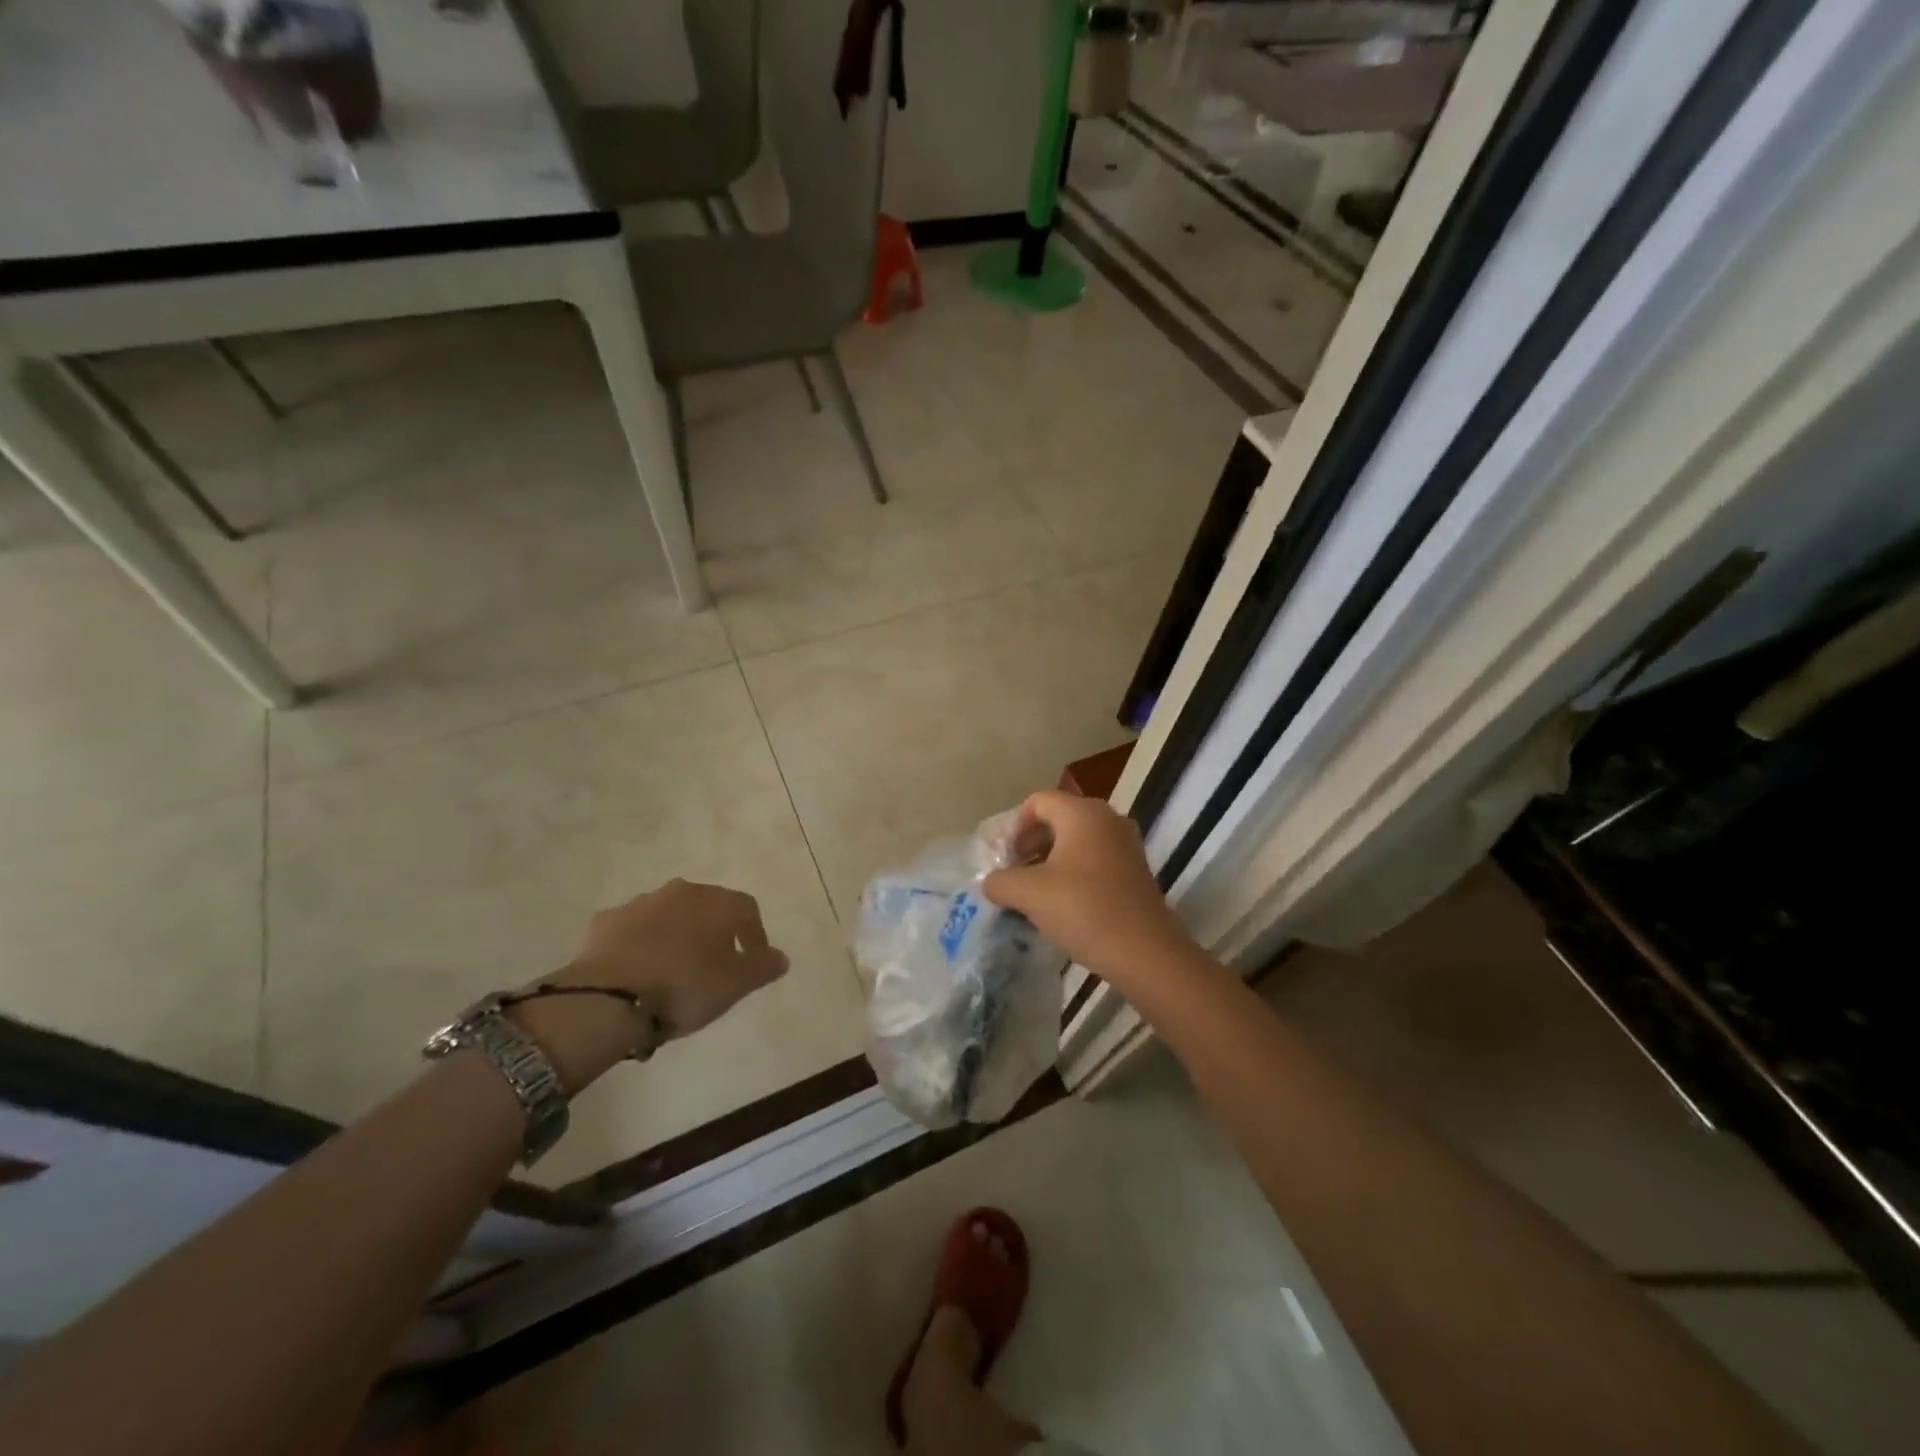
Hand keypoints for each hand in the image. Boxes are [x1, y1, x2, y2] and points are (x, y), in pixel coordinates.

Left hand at [510, 880, 789, 1091]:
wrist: (608, 998)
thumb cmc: (684, 987)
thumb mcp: (736, 985)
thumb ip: (763, 967)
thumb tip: (781, 957)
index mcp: (717, 902)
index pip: (748, 909)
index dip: (755, 934)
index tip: (754, 961)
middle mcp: (681, 892)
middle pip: (707, 907)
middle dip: (714, 931)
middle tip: (715, 963)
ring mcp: (640, 903)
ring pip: (668, 915)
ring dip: (676, 934)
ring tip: (674, 969)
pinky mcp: (605, 921)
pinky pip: (632, 929)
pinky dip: (640, 943)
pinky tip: (638, 970)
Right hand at [982, 791, 1197, 989]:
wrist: (1145, 953)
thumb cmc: (1083, 910)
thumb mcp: (1028, 894)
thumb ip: (1000, 881)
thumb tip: (992, 882)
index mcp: (1082, 813)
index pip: (1037, 802)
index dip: (1013, 827)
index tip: (1001, 859)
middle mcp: (1108, 819)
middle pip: (1057, 818)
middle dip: (1029, 844)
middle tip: (1012, 874)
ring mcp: (1125, 845)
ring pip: (1076, 841)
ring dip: (1049, 861)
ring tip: (1032, 893)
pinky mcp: (1134, 871)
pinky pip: (1094, 860)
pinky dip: (1072, 873)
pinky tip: (1060, 904)